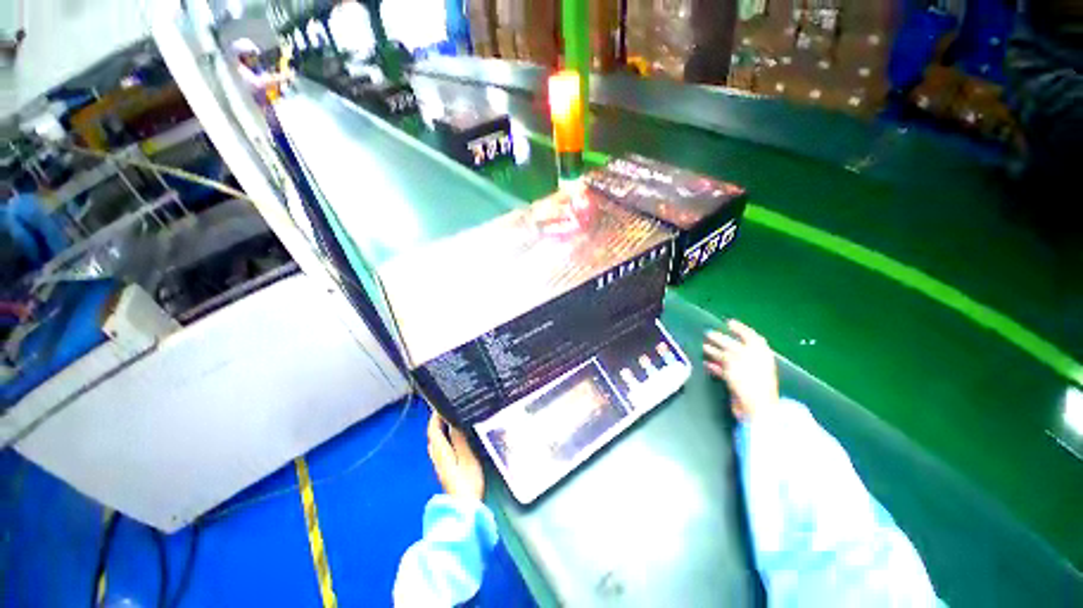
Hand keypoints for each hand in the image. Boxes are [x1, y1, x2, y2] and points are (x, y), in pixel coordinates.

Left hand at [427, 412, 484, 501]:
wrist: (464, 509)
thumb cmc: (467, 482)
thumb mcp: (467, 458)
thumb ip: (459, 439)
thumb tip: (453, 422)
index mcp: (441, 452)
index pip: (433, 430)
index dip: (435, 417)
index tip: (441, 403)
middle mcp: (437, 457)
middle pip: (432, 436)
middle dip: (437, 422)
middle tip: (447, 409)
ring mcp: (440, 465)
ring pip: (436, 443)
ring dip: (440, 430)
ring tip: (451, 420)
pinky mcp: (445, 470)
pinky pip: (441, 448)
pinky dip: (444, 438)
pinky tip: (454, 438)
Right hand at [703, 319, 778, 419]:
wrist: (755, 408)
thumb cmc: (749, 381)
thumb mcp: (736, 360)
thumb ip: (728, 350)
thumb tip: (720, 345)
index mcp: (759, 353)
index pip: (750, 336)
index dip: (740, 328)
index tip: (727, 323)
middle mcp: (754, 361)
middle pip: (737, 347)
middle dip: (722, 340)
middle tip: (709, 335)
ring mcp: (747, 372)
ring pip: (730, 359)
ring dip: (716, 352)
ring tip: (704, 347)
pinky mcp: (739, 383)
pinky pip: (726, 371)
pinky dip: (717, 366)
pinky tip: (707, 364)